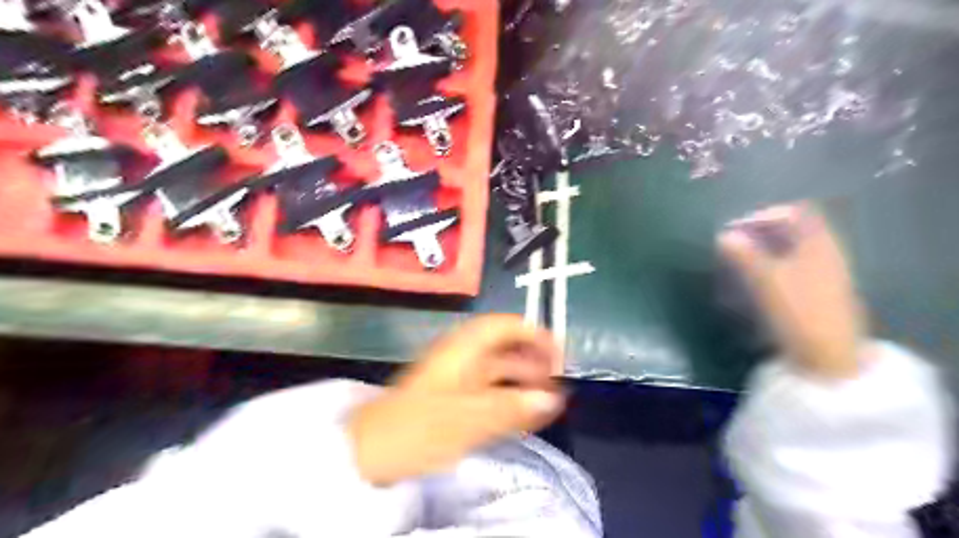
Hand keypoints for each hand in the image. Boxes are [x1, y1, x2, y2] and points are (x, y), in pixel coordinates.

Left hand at [348, 312, 564, 485]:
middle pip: (505, 346)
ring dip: (523, 378)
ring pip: (498, 367)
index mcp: (464, 348)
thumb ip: (513, 408)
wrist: (372, 449)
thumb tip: (554, 399)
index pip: (505, 325)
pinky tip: (522, 411)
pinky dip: (508, 393)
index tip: (558, 354)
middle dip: (533, 359)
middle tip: (557, 380)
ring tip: (546, 399)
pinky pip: (488, 386)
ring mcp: (456, 374)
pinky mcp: (452, 393)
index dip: (535, 334)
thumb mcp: (469, 418)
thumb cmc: (420, 427)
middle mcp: (462, 354)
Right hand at [720, 202, 869, 376]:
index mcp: (819, 243)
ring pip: (794, 248)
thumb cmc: (798, 311)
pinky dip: (775, 262)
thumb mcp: (766, 280)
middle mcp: (827, 252)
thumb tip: (724, 236)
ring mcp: (826, 272)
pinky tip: (758, 276)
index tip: (737, 228)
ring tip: (741, 259)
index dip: (764, 215)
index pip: (795, 213)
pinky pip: (796, 264)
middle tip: (736, 242)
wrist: (828, 355)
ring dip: (767, 247)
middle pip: (795, 229)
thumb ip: (744, 255)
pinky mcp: (820, 290)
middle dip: (762, 231)